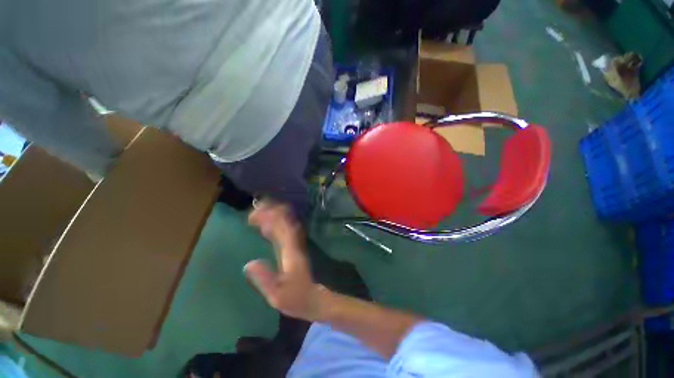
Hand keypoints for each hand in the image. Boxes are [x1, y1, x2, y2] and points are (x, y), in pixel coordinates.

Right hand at [244, 201, 327, 320]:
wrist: (313, 298)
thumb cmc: (295, 298)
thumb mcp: (277, 294)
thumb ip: (264, 279)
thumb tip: (248, 263)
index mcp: (290, 251)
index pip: (282, 227)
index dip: (270, 218)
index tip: (253, 215)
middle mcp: (294, 243)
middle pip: (285, 221)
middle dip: (270, 212)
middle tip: (252, 211)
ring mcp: (294, 245)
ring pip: (285, 224)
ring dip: (272, 216)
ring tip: (256, 214)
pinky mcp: (293, 248)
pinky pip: (284, 232)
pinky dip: (274, 225)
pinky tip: (264, 227)